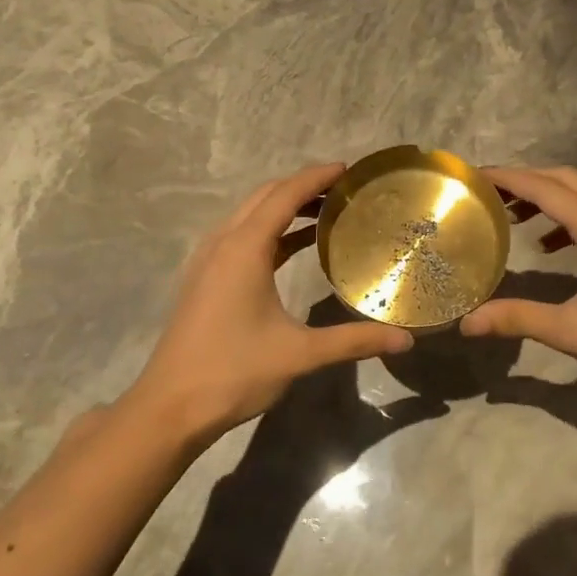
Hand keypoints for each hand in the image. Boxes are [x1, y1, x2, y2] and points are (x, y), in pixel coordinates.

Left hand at [123, 162, 413, 443]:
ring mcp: (209, 261)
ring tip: (325, 211)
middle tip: (344, 190)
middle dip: (302, 186)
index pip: (284, 196)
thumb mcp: (299, 354)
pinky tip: (294, 246)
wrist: (171, 406)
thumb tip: (405, 340)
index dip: (316, 178)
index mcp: (244, 249)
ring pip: (249, 215)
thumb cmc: (234, 371)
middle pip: (265, 197)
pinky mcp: (205, 279)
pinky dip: (270, 230)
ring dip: (284, 206)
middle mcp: (223, 244)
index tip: (348, 169)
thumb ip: (354, 341)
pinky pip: (241, 236)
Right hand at [462, 166, 576, 397]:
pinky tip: (547, 246)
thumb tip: (467, 323)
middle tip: (487, 192)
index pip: (546, 188)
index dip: (508, 178)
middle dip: (526, 180)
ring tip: (510, 214)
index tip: (474, 175)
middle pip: (566, 180)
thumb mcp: (571, 331)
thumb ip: (518, 319)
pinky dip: (566, 218)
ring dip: (547, 197)